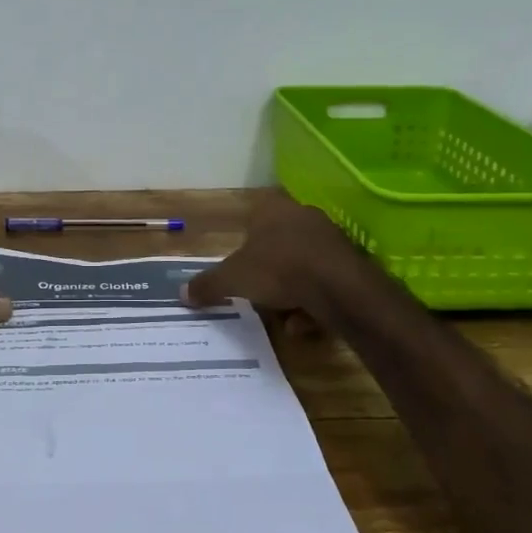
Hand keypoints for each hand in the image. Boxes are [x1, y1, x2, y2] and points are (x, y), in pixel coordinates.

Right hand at [182, 194, 362, 327]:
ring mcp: (329, 237)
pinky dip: (312, 302)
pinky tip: (303, 323)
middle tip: (257, 293)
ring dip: (291, 292)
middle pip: (277, 244)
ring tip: (283, 317)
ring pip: (301, 266)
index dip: (244, 246)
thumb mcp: (232, 279)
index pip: (252, 219)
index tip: (240, 270)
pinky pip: (323, 282)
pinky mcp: (349, 262)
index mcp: (271, 209)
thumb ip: (208, 284)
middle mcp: (302, 216)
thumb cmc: (278, 269)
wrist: (338, 287)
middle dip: (268, 272)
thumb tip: (181, 292)